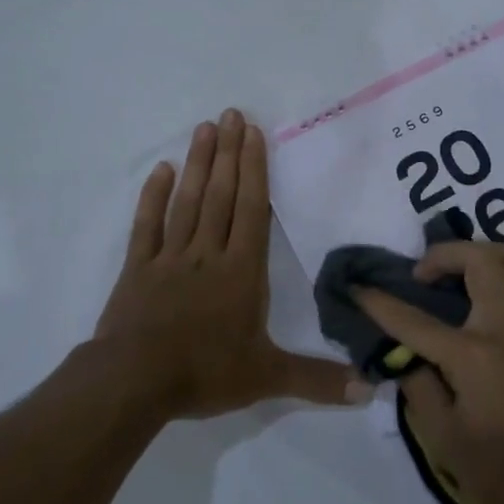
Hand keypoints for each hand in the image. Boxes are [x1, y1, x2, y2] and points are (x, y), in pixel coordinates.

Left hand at [95, 108, 369, 419]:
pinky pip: (148, 225)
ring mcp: (170, 257)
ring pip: (188, 201)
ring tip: (204, 128)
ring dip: (198, 164)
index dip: (254, 169)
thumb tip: (369, 390)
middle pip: (221, 195)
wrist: (134, 382)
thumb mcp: (267, 378)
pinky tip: (161, 170)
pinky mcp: (138, 267)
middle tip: (231, 113)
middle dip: (229, 153)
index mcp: (241, 271)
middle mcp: (208, 253)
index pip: (252, 210)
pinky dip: (153, 196)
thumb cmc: (204, 372)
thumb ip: (317, 380)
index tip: (253, 133)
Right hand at [354, 241, 503, 503]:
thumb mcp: (444, 440)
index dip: (379, 302)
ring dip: (488, 253)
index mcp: (474, 358)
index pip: (414, 320)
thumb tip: (406, 354)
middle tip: (425, 274)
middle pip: (479, 261)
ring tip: (469, 270)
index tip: (359, 288)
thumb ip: (419, 387)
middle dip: (443, 255)